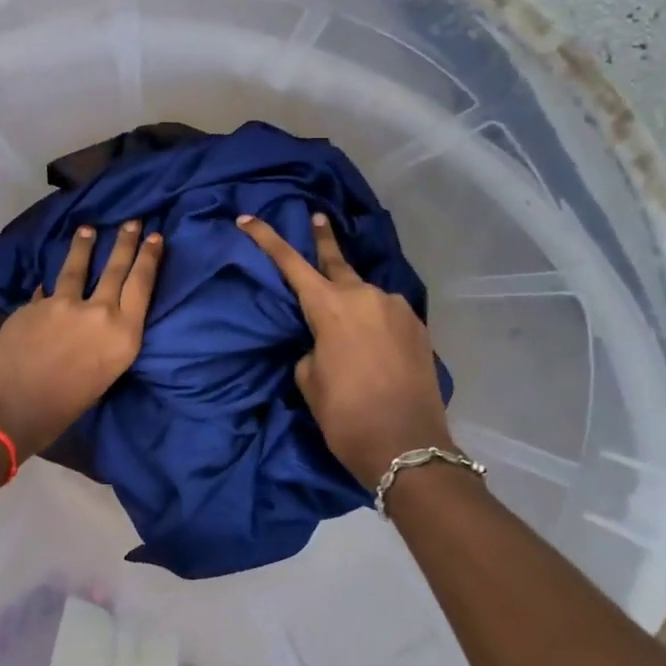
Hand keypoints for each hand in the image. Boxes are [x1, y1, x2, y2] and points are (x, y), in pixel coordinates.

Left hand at [0, 221, 163, 461]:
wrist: (4, 409)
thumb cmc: (59, 412)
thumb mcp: (100, 380)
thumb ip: (103, 347)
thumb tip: (93, 331)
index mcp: (124, 337)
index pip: (142, 285)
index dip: (150, 258)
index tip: (156, 237)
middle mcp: (100, 313)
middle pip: (116, 268)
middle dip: (126, 242)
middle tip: (133, 221)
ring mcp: (64, 304)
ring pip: (79, 266)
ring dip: (85, 246)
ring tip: (88, 229)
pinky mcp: (35, 304)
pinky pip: (48, 288)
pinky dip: (51, 284)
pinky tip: (48, 279)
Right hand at [238, 212, 453, 486]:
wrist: (407, 447)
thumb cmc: (346, 415)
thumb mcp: (310, 381)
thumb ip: (311, 348)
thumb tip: (324, 340)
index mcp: (330, 307)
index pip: (290, 263)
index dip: (266, 239)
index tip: (248, 218)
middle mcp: (365, 296)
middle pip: (336, 260)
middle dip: (323, 239)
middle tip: (316, 217)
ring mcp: (396, 308)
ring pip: (364, 293)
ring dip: (351, 297)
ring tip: (345, 318)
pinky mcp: (417, 327)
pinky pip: (385, 313)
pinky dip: (372, 318)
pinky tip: (371, 341)